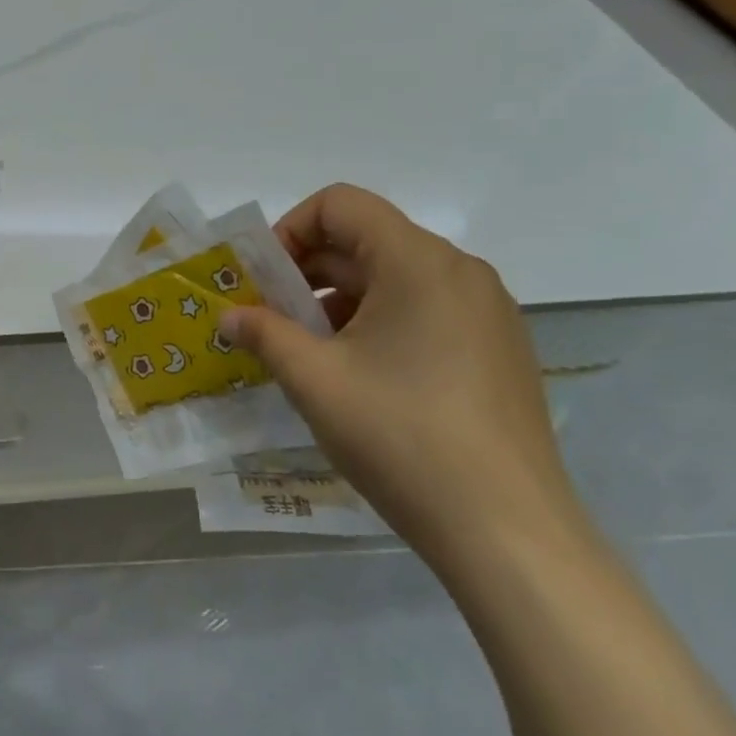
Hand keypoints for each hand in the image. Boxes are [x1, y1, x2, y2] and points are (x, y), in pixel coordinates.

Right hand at [222, 184, 586, 574]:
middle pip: (367, 240)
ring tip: (307, 352)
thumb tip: (229, 317)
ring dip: (338, 300)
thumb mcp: (313, 380)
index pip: (341, 205)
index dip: (289, 229)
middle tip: (269, 318)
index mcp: (419, 262)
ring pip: (394, 278)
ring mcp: (487, 313)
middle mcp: (460, 272)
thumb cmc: (400, 436)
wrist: (507, 531)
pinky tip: (357, 376)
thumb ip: (263, 333)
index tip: (262, 279)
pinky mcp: (498, 350)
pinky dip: (378, 323)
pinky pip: (425, 311)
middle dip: (307, 271)